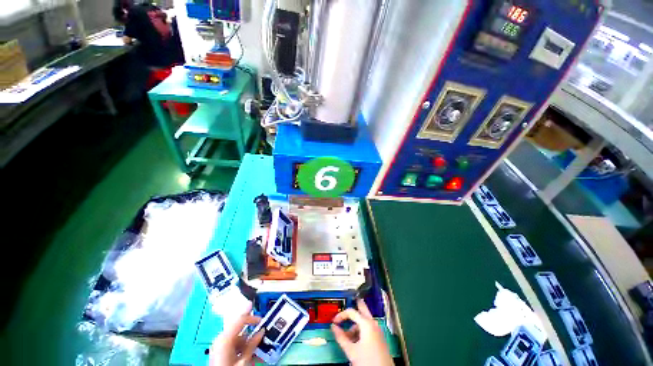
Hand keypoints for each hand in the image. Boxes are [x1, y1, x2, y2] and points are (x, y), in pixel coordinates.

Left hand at [209, 306, 264, 365]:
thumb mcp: (243, 360)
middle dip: (252, 332)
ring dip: (250, 342)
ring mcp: (220, 347)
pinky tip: (252, 355)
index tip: (262, 314)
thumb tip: (261, 331)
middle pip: (240, 330)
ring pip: (239, 339)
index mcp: (225, 338)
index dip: (251, 315)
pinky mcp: (220, 353)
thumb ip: (252, 344)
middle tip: (264, 334)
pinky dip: (244, 348)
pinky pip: (235, 346)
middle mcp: (221, 339)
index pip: (240, 319)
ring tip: (259, 348)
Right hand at [331, 299, 393, 365]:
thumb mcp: (351, 350)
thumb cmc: (367, 361)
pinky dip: (360, 331)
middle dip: (352, 309)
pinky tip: (355, 341)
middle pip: (362, 309)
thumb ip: (341, 337)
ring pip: (364, 321)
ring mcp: (377, 330)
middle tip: (345, 309)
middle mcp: (373, 323)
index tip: (334, 321)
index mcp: (366, 323)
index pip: (351, 312)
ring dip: (355, 324)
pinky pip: (368, 328)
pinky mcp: (379, 338)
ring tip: (347, 336)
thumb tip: (333, 327)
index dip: (341, 315)